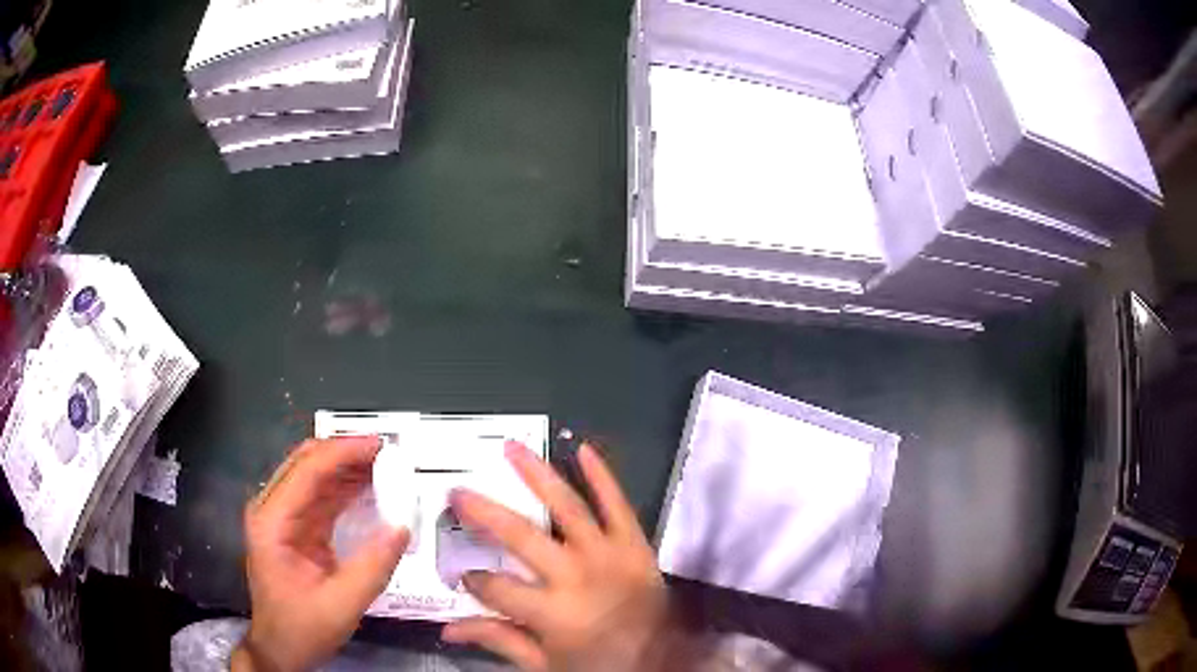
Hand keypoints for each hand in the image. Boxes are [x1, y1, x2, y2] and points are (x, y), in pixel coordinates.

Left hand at [232, 436, 409, 671]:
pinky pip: (320, 497)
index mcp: (272, 522)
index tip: (380, 445)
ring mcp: (280, 518)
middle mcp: (271, 509)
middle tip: (387, 451)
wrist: (280, 649)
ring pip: (313, 476)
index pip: (307, 470)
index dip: (343, 452)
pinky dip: (344, 488)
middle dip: (345, 452)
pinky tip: (370, 488)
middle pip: (306, 463)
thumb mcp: (341, 605)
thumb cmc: (302, 629)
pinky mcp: (293, 528)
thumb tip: (402, 527)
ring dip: (347, 468)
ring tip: (385, 465)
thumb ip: (372, 567)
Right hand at [442, 442, 687, 671]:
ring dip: (536, 474)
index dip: (474, 580)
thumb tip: (448, 629)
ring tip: (511, 448)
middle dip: (482, 512)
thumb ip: (499, 641)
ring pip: (566, 506)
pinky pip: (618, 504)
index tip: (463, 575)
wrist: (666, 661)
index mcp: (551, 612)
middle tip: (457, 493)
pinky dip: (602, 476)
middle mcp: (576, 576)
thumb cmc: (601, 665)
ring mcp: (609, 555)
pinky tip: (583, 449)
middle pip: (519, 535)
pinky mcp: (636, 544)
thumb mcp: (545, 664)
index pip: (495, 587)